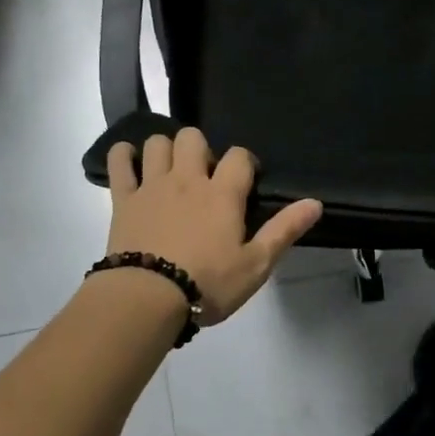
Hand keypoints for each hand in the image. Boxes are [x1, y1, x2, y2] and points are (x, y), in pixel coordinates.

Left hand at [105, 129, 323, 325]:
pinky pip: (118, 161)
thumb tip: (315, 202)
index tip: (245, 180)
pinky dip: (123, 155)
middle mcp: (187, 179)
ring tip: (170, 171)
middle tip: (203, 176)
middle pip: (193, 137)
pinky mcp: (123, 199)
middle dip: (200, 149)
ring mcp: (152, 185)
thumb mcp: (255, 264)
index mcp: (222, 193)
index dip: (244, 162)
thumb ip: (284, 230)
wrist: (147, 298)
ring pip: (157, 143)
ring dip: (165, 149)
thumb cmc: (207, 284)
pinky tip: (130, 163)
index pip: (239, 156)